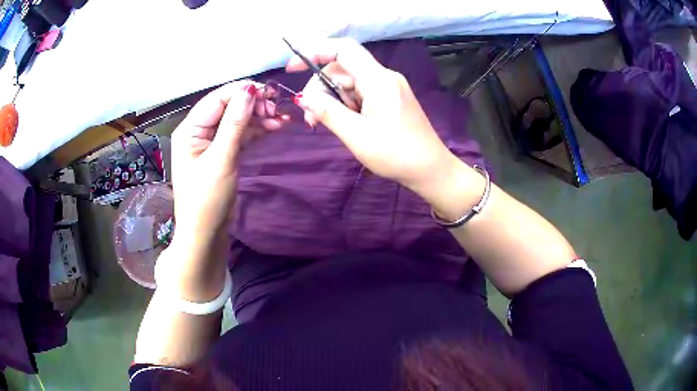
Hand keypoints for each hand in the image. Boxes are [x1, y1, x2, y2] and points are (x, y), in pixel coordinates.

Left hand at [169, 81, 256, 285]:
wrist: (206, 234)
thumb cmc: (207, 199)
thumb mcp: (221, 160)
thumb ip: (234, 124)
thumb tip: (249, 90)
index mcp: (190, 129)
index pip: (217, 99)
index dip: (241, 91)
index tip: (268, 92)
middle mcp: (199, 131)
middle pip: (228, 107)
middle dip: (253, 104)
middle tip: (276, 108)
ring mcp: (211, 142)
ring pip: (237, 120)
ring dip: (258, 117)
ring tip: (281, 119)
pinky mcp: (223, 153)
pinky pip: (240, 134)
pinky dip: (256, 130)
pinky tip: (274, 127)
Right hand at [286, 38, 461, 201]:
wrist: (430, 169)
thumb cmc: (396, 154)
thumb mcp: (356, 135)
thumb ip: (328, 112)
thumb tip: (304, 97)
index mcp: (378, 80)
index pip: (343, 50)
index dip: (315, 52)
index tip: (292, 68)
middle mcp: (384, 77)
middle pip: (342, 69)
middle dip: (320, 88)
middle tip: (310, 117)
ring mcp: (389, 88)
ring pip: (349, 83)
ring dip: (331, 100)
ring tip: (322, 124)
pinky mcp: (390, 99)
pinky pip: (361, 93)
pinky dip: (346, 105)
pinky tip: (342, 122)